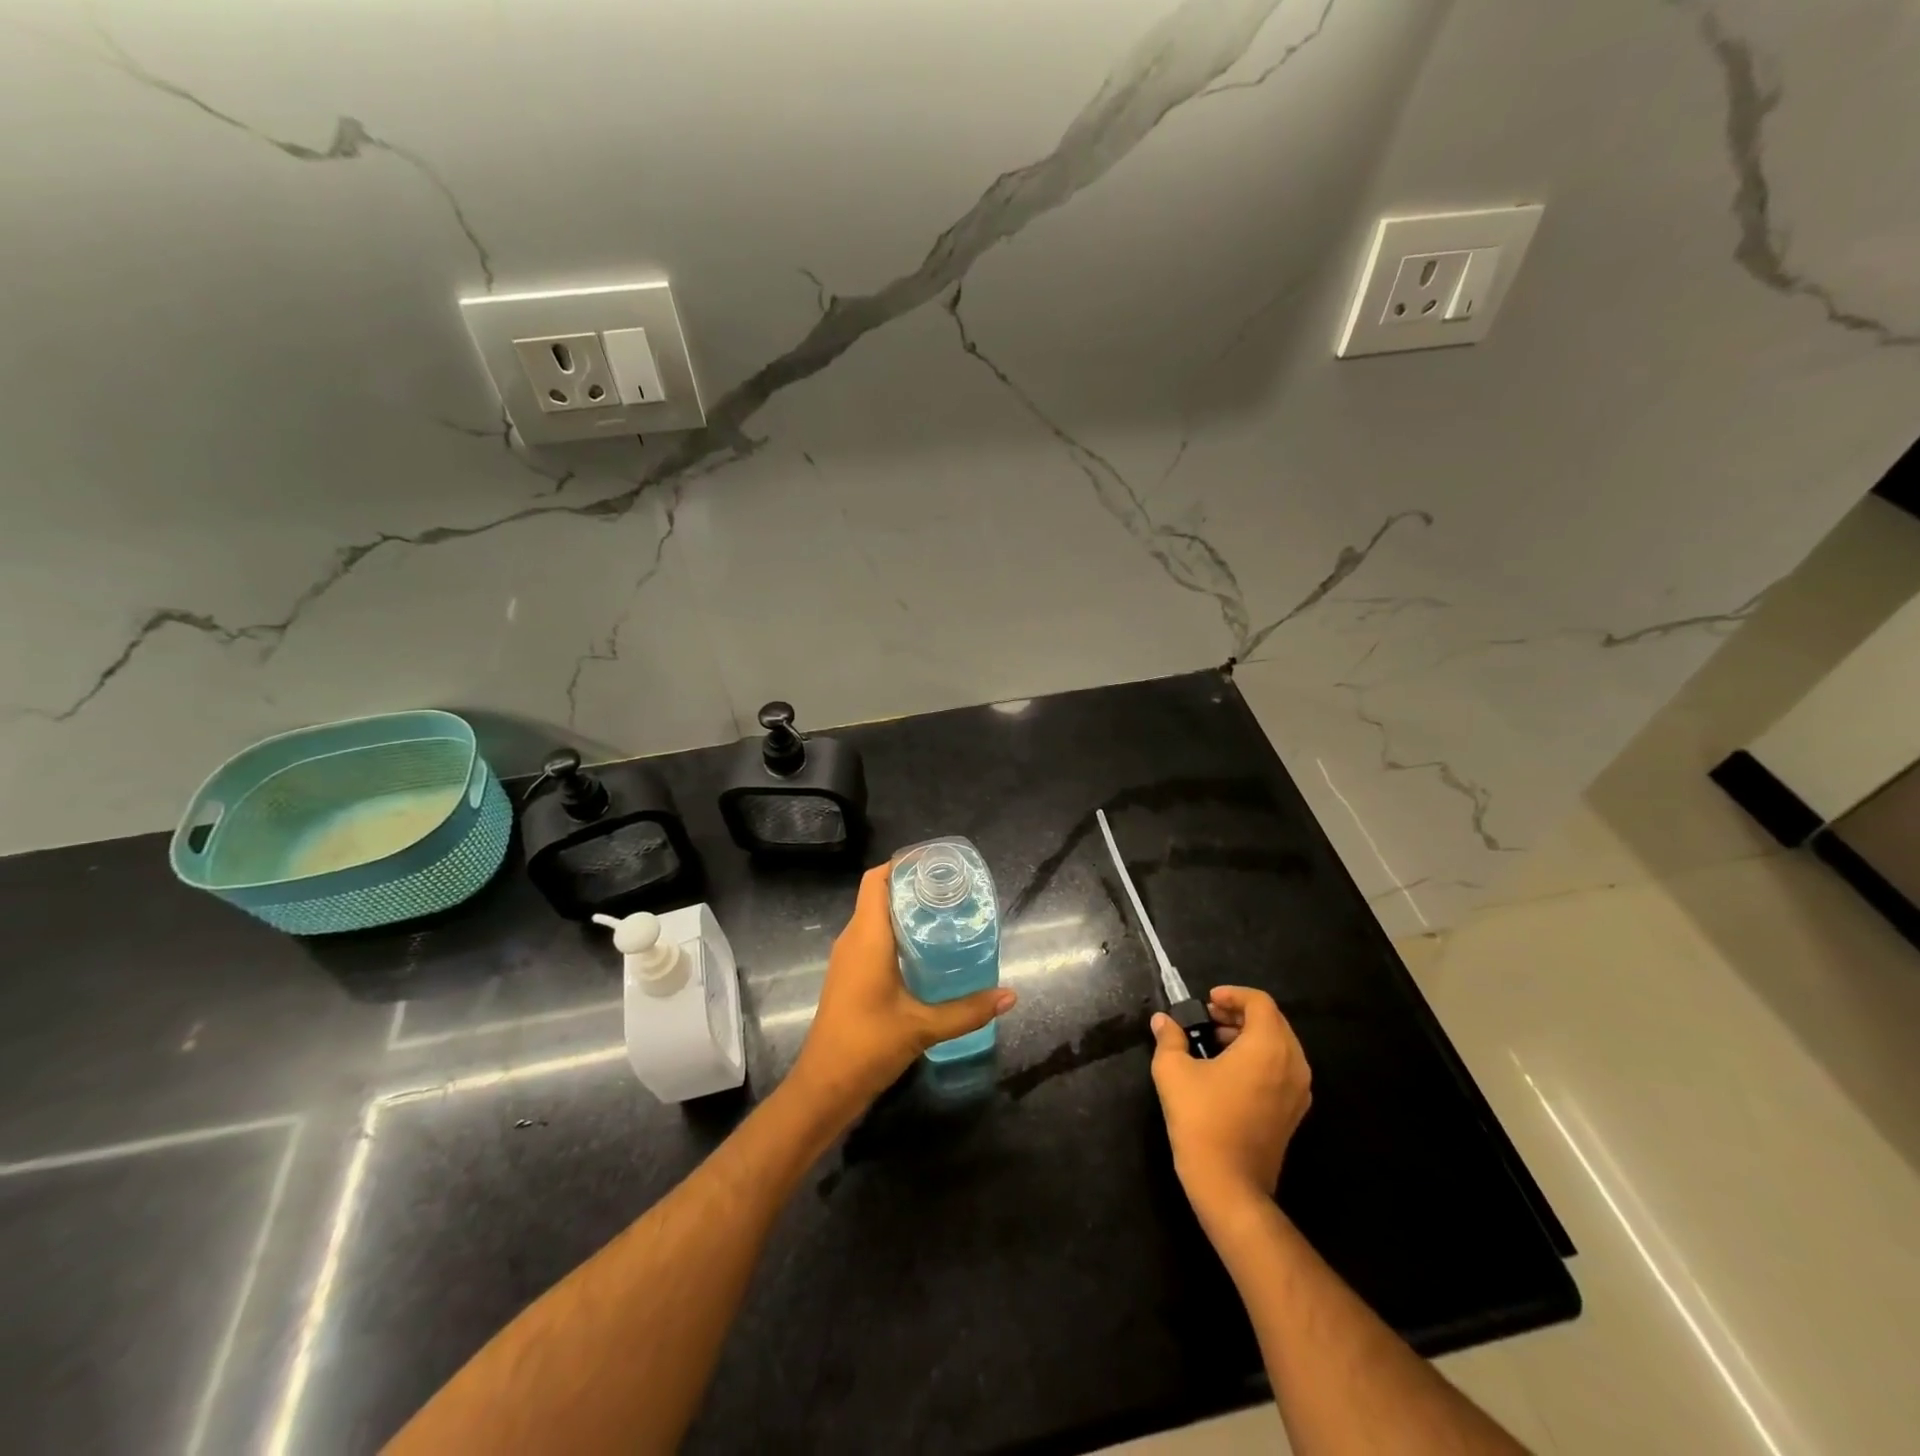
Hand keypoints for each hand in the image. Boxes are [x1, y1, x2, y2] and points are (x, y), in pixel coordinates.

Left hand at [789, 863, 1015, 1116]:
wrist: (823, 1087)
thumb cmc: (867, 1046)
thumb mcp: (923, 1027)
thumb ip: (968, 1011)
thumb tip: (1010, 996)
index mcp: (866, 937)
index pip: (876, 880)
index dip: (902, 864)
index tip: (937, 864)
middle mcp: (853, 940)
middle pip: (878, 895)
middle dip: (912, 886)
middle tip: (953, 890)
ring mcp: (847, 959)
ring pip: (875, 918)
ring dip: (905, 911)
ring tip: (946, 914)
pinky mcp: (849, 976)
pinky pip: (872, 939)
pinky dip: (897, 933)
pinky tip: (926, 951)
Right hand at [1150, 986, 1310, 1210]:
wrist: (1229, 1185)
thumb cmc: (1202, 1120)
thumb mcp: (1173, 1071)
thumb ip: (1170, 1038)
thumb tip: (1163, 1021)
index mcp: (1267, 1047)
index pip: (1260, 1003)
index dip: (1233, 994)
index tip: (1207, 1001)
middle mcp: (1292, 1063)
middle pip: (1273, 1021)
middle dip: (1240, 1013)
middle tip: (1208, 1018)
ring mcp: (1298, 1090)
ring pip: (1280, 1045)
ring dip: (1250, 1035)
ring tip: (1215, 1042)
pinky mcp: (1294, 1112)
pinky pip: (1282, 1068)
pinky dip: (1260, 1057)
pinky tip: (1229, 1070)